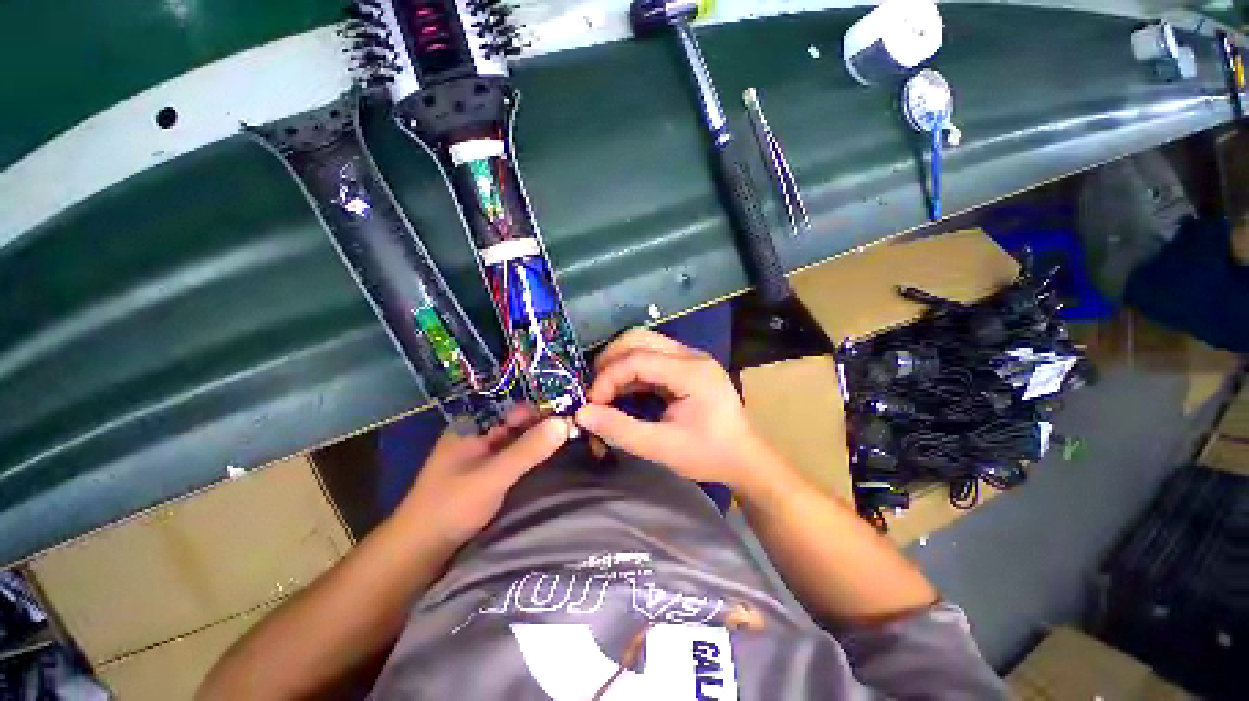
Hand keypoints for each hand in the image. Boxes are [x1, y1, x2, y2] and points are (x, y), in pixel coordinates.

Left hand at [400, 405, 569, 546]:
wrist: (417, 554)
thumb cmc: (451, 508)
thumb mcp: (493, 476)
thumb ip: (528, 450)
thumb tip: (565, 422)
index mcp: (472, 426)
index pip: (514, 408)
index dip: (543, 409)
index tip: (572, 413)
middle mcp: (478, 435)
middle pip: (518, 423)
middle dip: (544, 425)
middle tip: (577, 427)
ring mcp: (482, 456)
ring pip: (518, 440)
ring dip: (540, 441)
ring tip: (572, 439)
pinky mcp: (486, 474)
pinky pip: (515, 457)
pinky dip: (532, 456)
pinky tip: (551, 458)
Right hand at [574, 328, 775, 488]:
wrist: (744, 458)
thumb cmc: (708, 455)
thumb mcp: (662, 448)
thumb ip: (620, 430)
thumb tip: (582, 414)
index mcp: (691, 372)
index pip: (638, 359)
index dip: (608, 377)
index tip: (591, 404)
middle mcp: (691, 355)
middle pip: (638, 338)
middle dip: (610, 361)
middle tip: (596, 391)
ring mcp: (690, 357)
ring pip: (643, 343)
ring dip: (619, 363)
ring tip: (605, 391)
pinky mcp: (686, 365)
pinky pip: (651, 356)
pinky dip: (631, 370)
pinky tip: (623, 391)